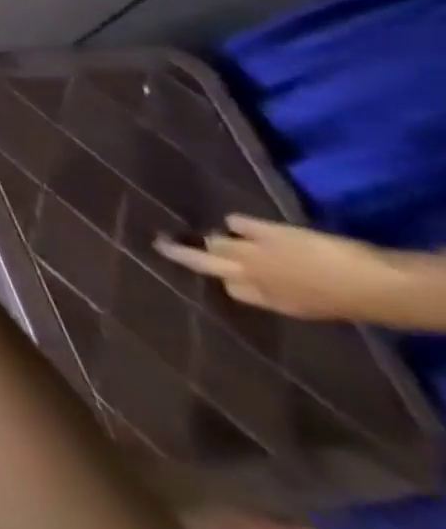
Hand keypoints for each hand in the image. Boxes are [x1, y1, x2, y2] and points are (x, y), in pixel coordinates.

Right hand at [154, 215, 404, 321]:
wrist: (370, 284)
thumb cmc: (348, 302)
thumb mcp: (309, 305)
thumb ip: (276, 293)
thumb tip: (247, 283)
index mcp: (267, 299)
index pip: (231, 288)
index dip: (227, 280)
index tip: (221, 275)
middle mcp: (250, 275)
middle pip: (203, 261)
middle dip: (179, 252)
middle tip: (158, 243)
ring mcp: (253, 252)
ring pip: (217, 241)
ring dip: (220, 238)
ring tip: (221, 233)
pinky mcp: (260, 230)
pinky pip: (237, 222)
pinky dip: (239, 224)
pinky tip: (242, 224)